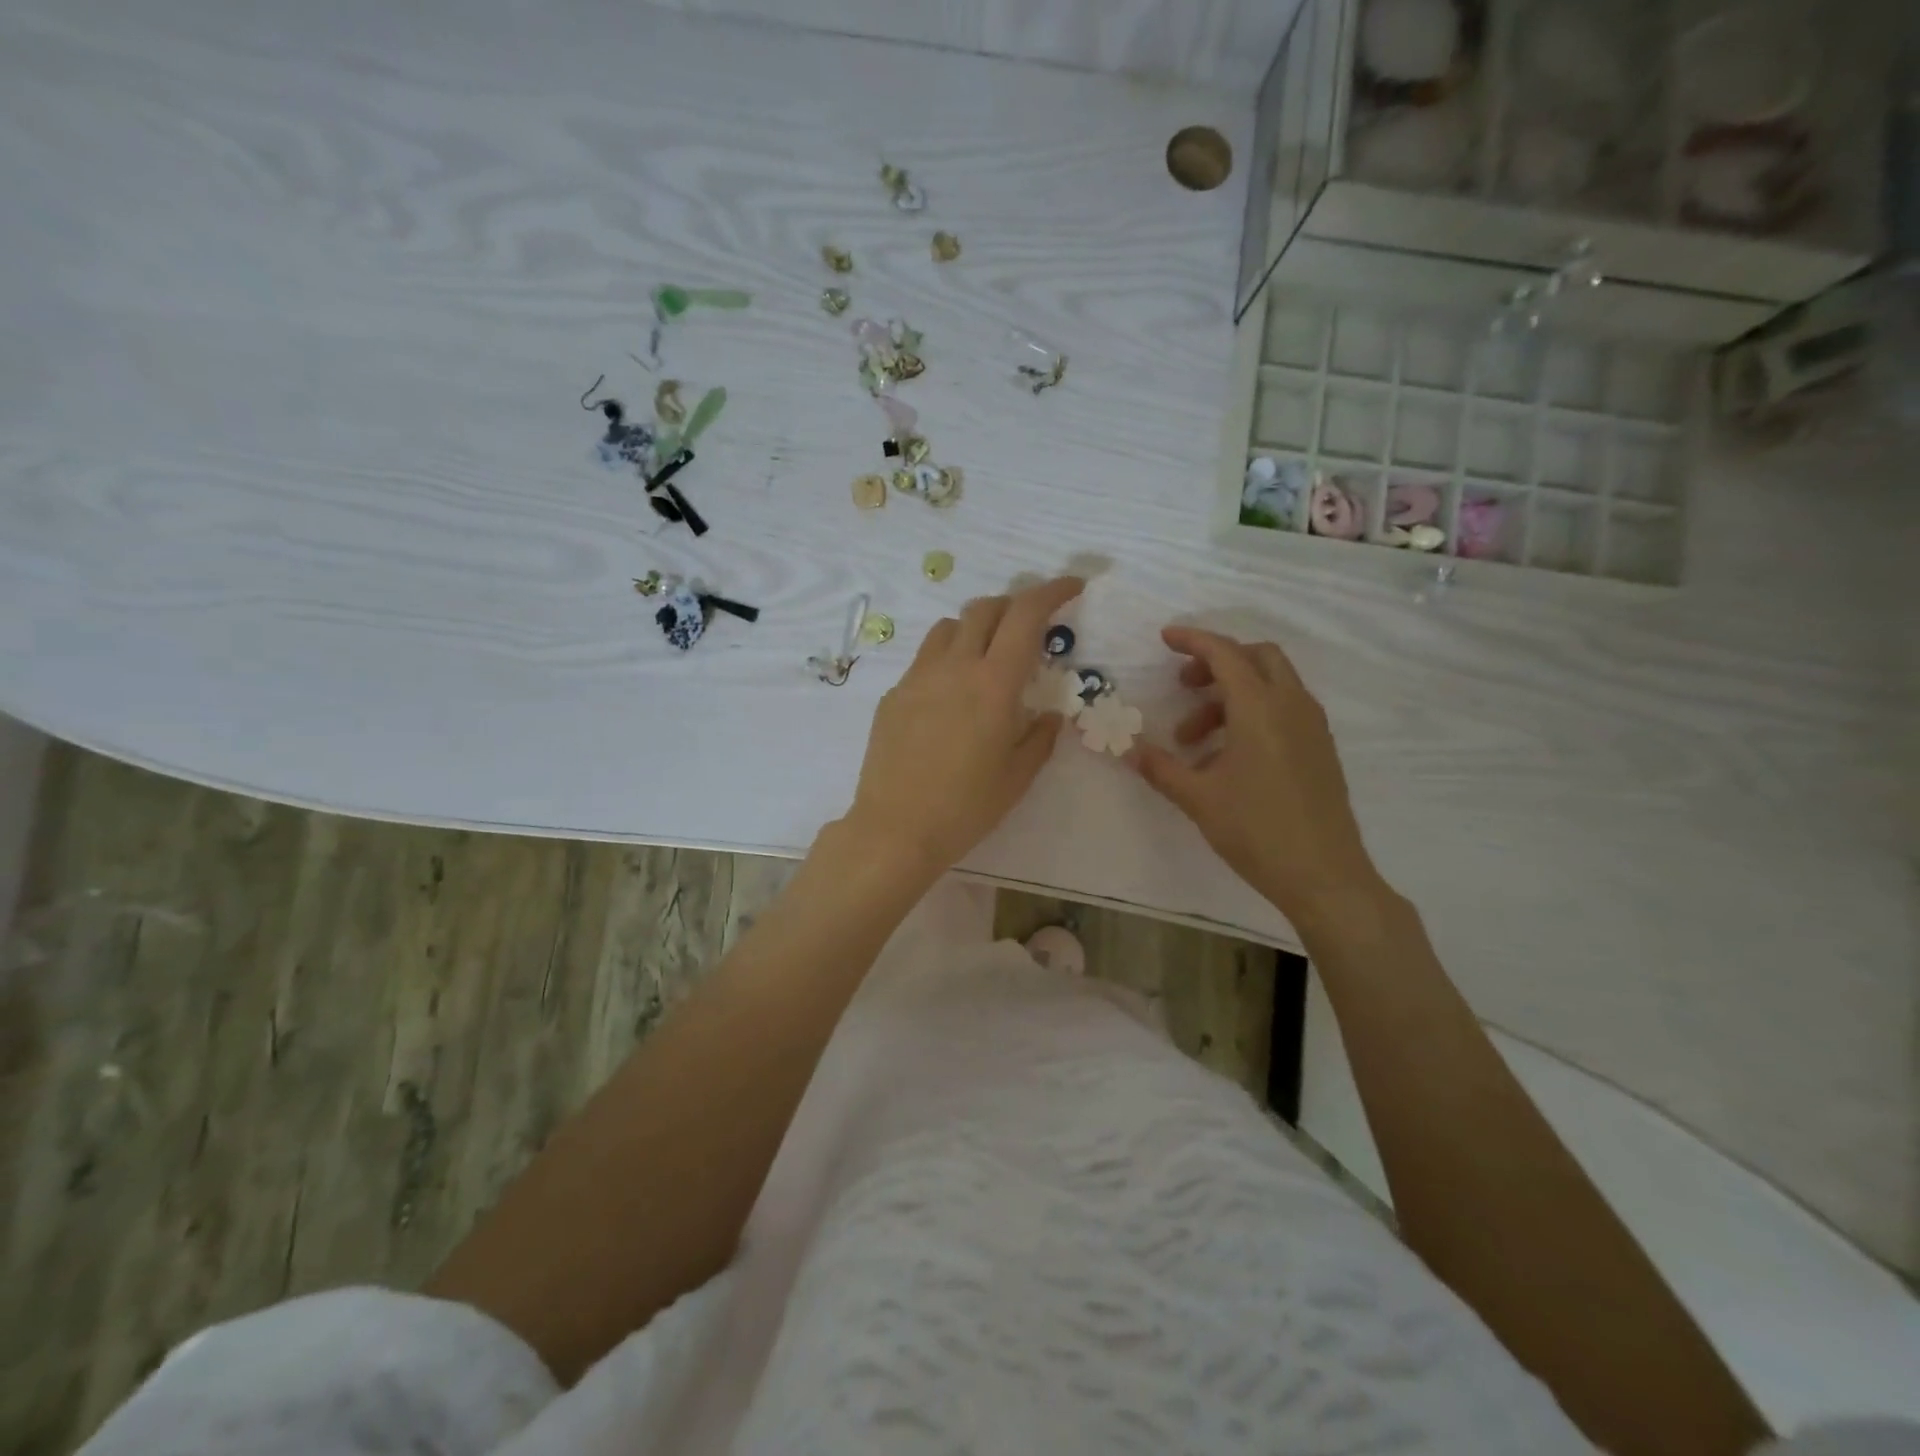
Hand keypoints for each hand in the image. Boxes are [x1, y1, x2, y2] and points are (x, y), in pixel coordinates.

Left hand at [845, 576, 1084, 872]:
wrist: (895, 829)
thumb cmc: (966, 807)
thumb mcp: (1017, 777)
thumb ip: (1039, 738)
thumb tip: (1048, 715)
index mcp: (994, 683)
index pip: (1026, 615)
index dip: (1052, 591)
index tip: (1072, 587)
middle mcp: (955, 667)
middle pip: (985, 608)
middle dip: (1014, 605)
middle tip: (1030, 627)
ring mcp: (918, 677)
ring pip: (949, 627)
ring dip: (976, 627)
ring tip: (988, 655)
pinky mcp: (894, 694)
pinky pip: (925, 659)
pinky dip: (948, 658)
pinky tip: (952, 695)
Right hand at [1131, 626, 1382, 926]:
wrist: (1324, 875)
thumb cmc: (1256, 830)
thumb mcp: (1198, 798)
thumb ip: (1160, 767)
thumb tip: (1126, 749)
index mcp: (1260, 708)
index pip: (1225, 654)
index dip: (1193, 641)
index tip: (1165, 639)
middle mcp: (1292, 706)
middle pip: (1257, 657)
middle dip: (1217, 662)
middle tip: (1184, 686)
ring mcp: (1312, 726)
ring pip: (1272, 684)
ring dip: (1230, 695)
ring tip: (1193, 739)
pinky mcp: (1320, 748)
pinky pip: (1284, 709)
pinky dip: (1253, 712)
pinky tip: (1227, 755)